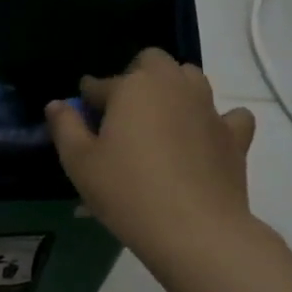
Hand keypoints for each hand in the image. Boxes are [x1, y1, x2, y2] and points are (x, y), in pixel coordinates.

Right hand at [44, 49, 256, 261]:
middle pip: (153, 62)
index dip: (89, 99)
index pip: (102, 83)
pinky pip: (230, 116)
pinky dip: (217, 122)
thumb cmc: (126, 192)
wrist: (194, 229)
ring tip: (160, 122)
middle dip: (136, 77)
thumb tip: (57, 104)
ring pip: (192, 79)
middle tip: (123, 114)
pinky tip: (204, 140)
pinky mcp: (234, 136)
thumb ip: (65, 127)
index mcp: (133, 87)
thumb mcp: (80, 162)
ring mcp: (209, 108)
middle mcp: (173, 86)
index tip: (82, 116)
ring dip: (174, 90)